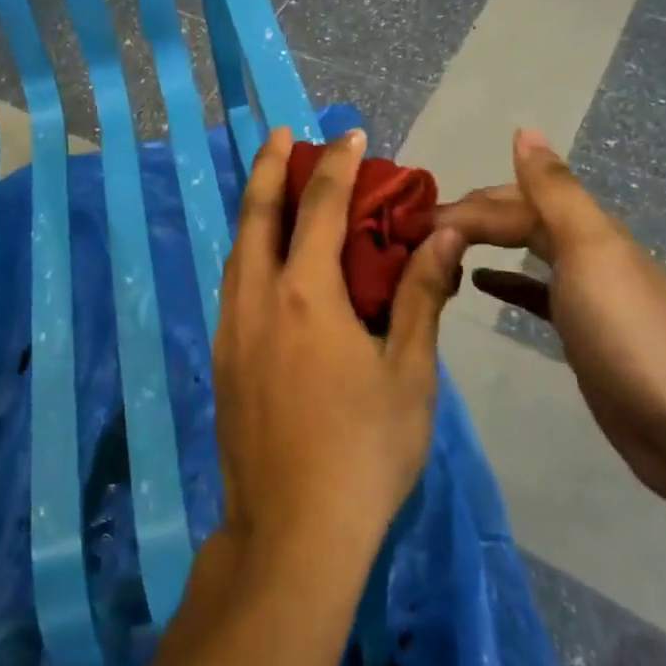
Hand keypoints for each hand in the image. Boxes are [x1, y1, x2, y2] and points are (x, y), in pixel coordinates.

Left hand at [213, 128, 464, 566]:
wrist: (292, 531)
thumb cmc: (364, 451)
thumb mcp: (409, 373)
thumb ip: (422, 296)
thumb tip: (443, 234)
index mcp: (306, 293)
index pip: (320, 206)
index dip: (337, 165)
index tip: (348, 134)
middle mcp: (258, 297)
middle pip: (257, 213)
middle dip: (268, 167)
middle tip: (279, 134)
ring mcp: (232, 328)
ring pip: (237, 247)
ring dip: (253, 208)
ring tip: (269, 186)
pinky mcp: (222, 358)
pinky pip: (233, 282)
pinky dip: (248, 250)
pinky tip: (262, 260)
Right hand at [435, 129, 665, 501]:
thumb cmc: (630, 335)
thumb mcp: (590, 252)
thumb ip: (555, 192)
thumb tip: (525, 129)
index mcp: (591, 230)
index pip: (517, 202)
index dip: (469, 208)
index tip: (418, 226)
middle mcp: (590, 253)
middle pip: (523, 220)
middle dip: (473, 219)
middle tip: (419, 234)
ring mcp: (589, 295)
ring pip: (528, 252)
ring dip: (486, 244)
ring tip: (440, 250)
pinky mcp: (584, 334)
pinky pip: (536, 293)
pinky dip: (507, 282)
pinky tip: (480, 285)